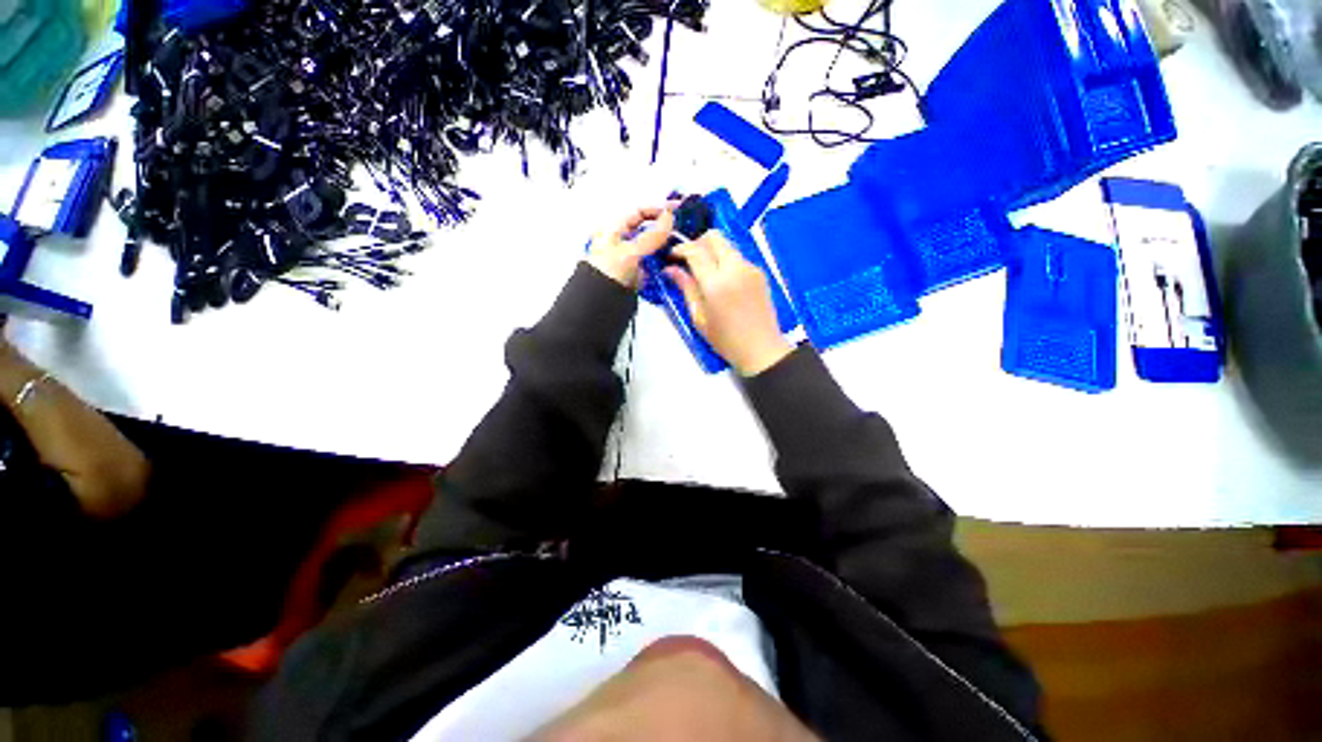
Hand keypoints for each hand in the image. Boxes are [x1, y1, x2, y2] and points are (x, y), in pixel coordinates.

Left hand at [586, 205, 675, 287]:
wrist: (599, 304)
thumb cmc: (604, 275)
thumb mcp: (630, 252)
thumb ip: (651, 236)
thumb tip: (669, 218)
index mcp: (614, 230)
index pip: (639, 212)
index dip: (658, 210)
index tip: (677, 211)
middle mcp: (622, 243)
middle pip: (648, 231)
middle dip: (666, 231)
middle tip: (684, 233)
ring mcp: (630, 261)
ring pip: (653, 250)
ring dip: (667, 250)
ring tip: (682, 251)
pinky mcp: (636, 277)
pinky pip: (654, 267)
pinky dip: (664, 266)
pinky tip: (674, 268)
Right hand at [666, 232, 792, 376]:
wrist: (761, 349)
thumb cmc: (726, 339)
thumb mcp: (699, 317)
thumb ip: (686, 288)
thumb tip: (671, 270)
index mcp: (716, 283)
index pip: (695, 251)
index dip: (680, 249)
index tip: (672, 256)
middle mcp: (735, 269)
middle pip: (714, 237)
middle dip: (698, 242)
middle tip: (689, 260)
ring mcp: (750, 268)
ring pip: (727, 245)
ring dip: (713, 251)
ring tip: (705, 272)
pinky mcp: (760, 272)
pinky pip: (738, 257)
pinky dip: (726, 261)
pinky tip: (723, 280)